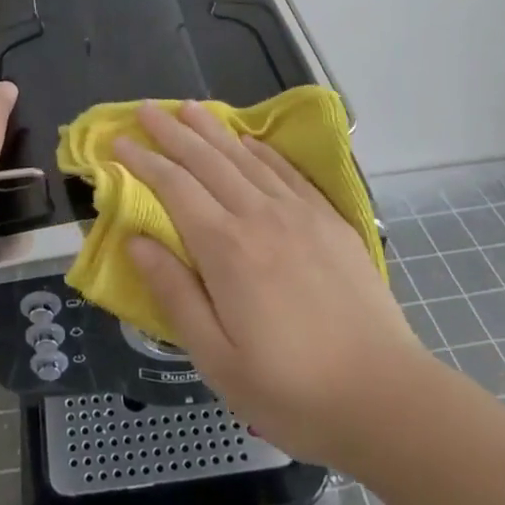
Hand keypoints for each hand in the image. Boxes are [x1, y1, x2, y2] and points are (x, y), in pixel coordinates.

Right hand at [117, 101, 434, 470]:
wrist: (386, 398)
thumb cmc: (292, 391)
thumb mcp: (217, 359)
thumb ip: (174, 293)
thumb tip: (135, 240)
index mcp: (226, 249)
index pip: (174, 187)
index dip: (143, 161)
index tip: (118, 141)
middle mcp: (260, 217)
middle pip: (207, 161)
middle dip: (172, 132)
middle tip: (146, 109)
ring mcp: (299, 214)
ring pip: (246, 158)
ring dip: (213, 130)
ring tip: (190, 107)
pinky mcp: (330, 221)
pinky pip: (287, 171)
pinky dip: (261, 149)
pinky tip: (249, 140)